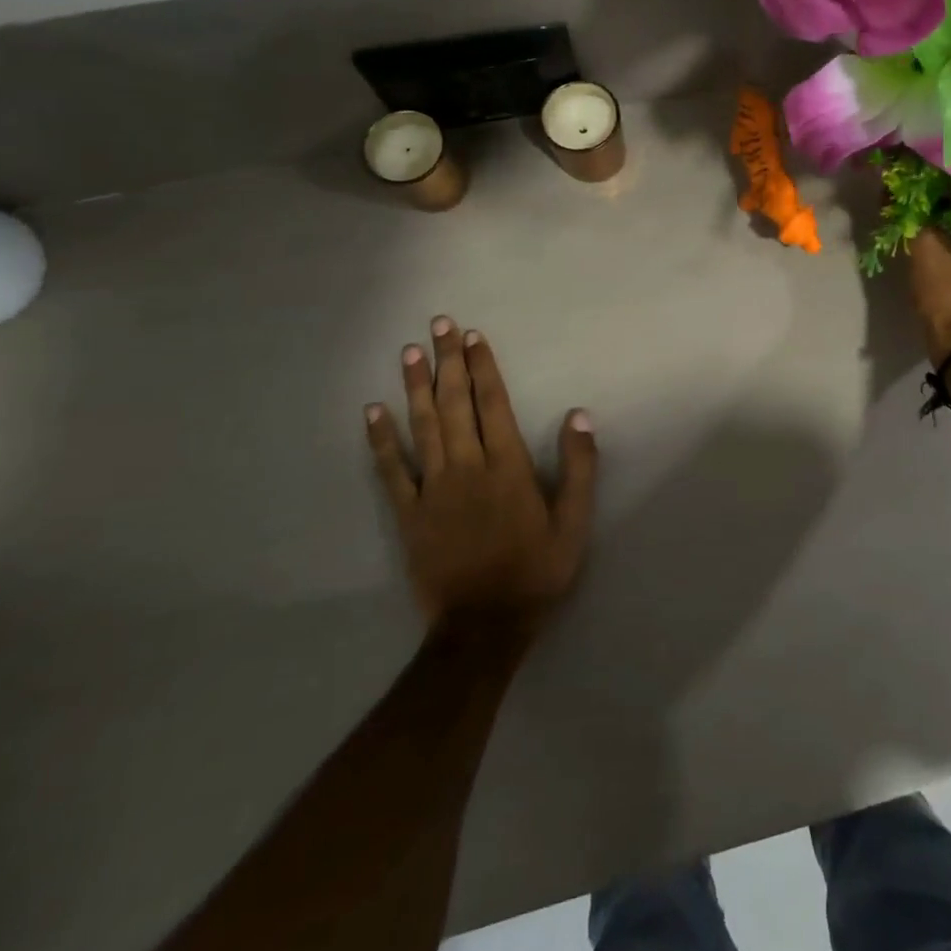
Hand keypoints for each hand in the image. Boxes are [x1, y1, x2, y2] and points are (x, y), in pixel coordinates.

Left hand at [365, 317, 597, 636]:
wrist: (483, 626)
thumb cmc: (535, 571)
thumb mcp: (574, 523)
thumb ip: (579, 467)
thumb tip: (578, 414)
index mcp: (507, 467)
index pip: (493, 404)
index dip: (484, 367)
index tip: (473, 336)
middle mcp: (467, 467)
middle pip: (455, 404)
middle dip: (448, 361)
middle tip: (439, 324)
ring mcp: (433, 489)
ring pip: (423, 426)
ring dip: (415, 387)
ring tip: (409, 351)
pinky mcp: (409, 514)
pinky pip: (391, 470)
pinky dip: (381, 439)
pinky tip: (372, 411)